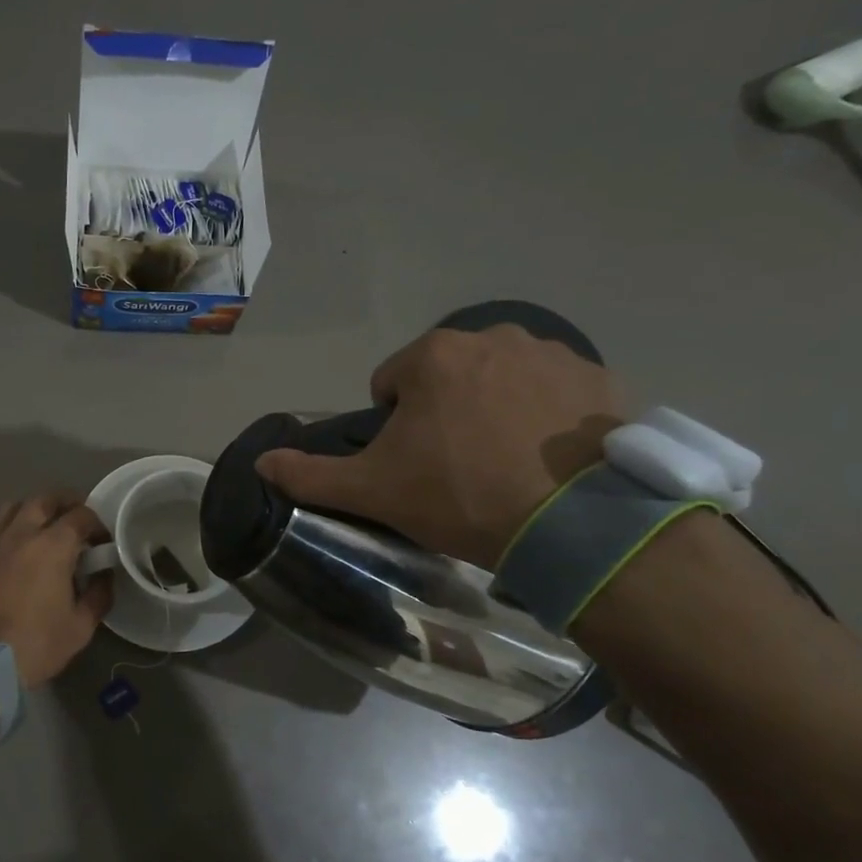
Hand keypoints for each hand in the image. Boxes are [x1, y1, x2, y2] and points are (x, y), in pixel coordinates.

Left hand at [0, 493, 113, 685]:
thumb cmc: (34, 643)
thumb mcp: (80, 627)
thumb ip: (98, 595)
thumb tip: (104, 575)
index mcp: (53, 545)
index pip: (81, 515)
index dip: (96, 524)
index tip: (102, 542)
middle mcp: (21, 532)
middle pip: (44, 499)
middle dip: (64, 504)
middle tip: (74, 522)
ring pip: (12, 506)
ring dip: (31, 510)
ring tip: (40, 528)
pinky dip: (6, 528)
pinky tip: (11, 547)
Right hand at [255, 326, 626, 567]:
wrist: (575, 525)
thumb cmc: (461, 496)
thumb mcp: (374, 491)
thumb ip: (311, 475)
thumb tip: (260, 462)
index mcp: (434, 356)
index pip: (391, 384)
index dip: (393, 427)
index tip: (413, 466)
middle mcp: (494, 337)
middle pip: (449, 377)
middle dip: (446, 414)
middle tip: (459, 469)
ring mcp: (554, 354)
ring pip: (502, 380)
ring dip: (495, 410)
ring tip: (507, 465)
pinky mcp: (601, 379)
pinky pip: (556, 392)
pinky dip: (546, 416)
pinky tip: (549, 459)